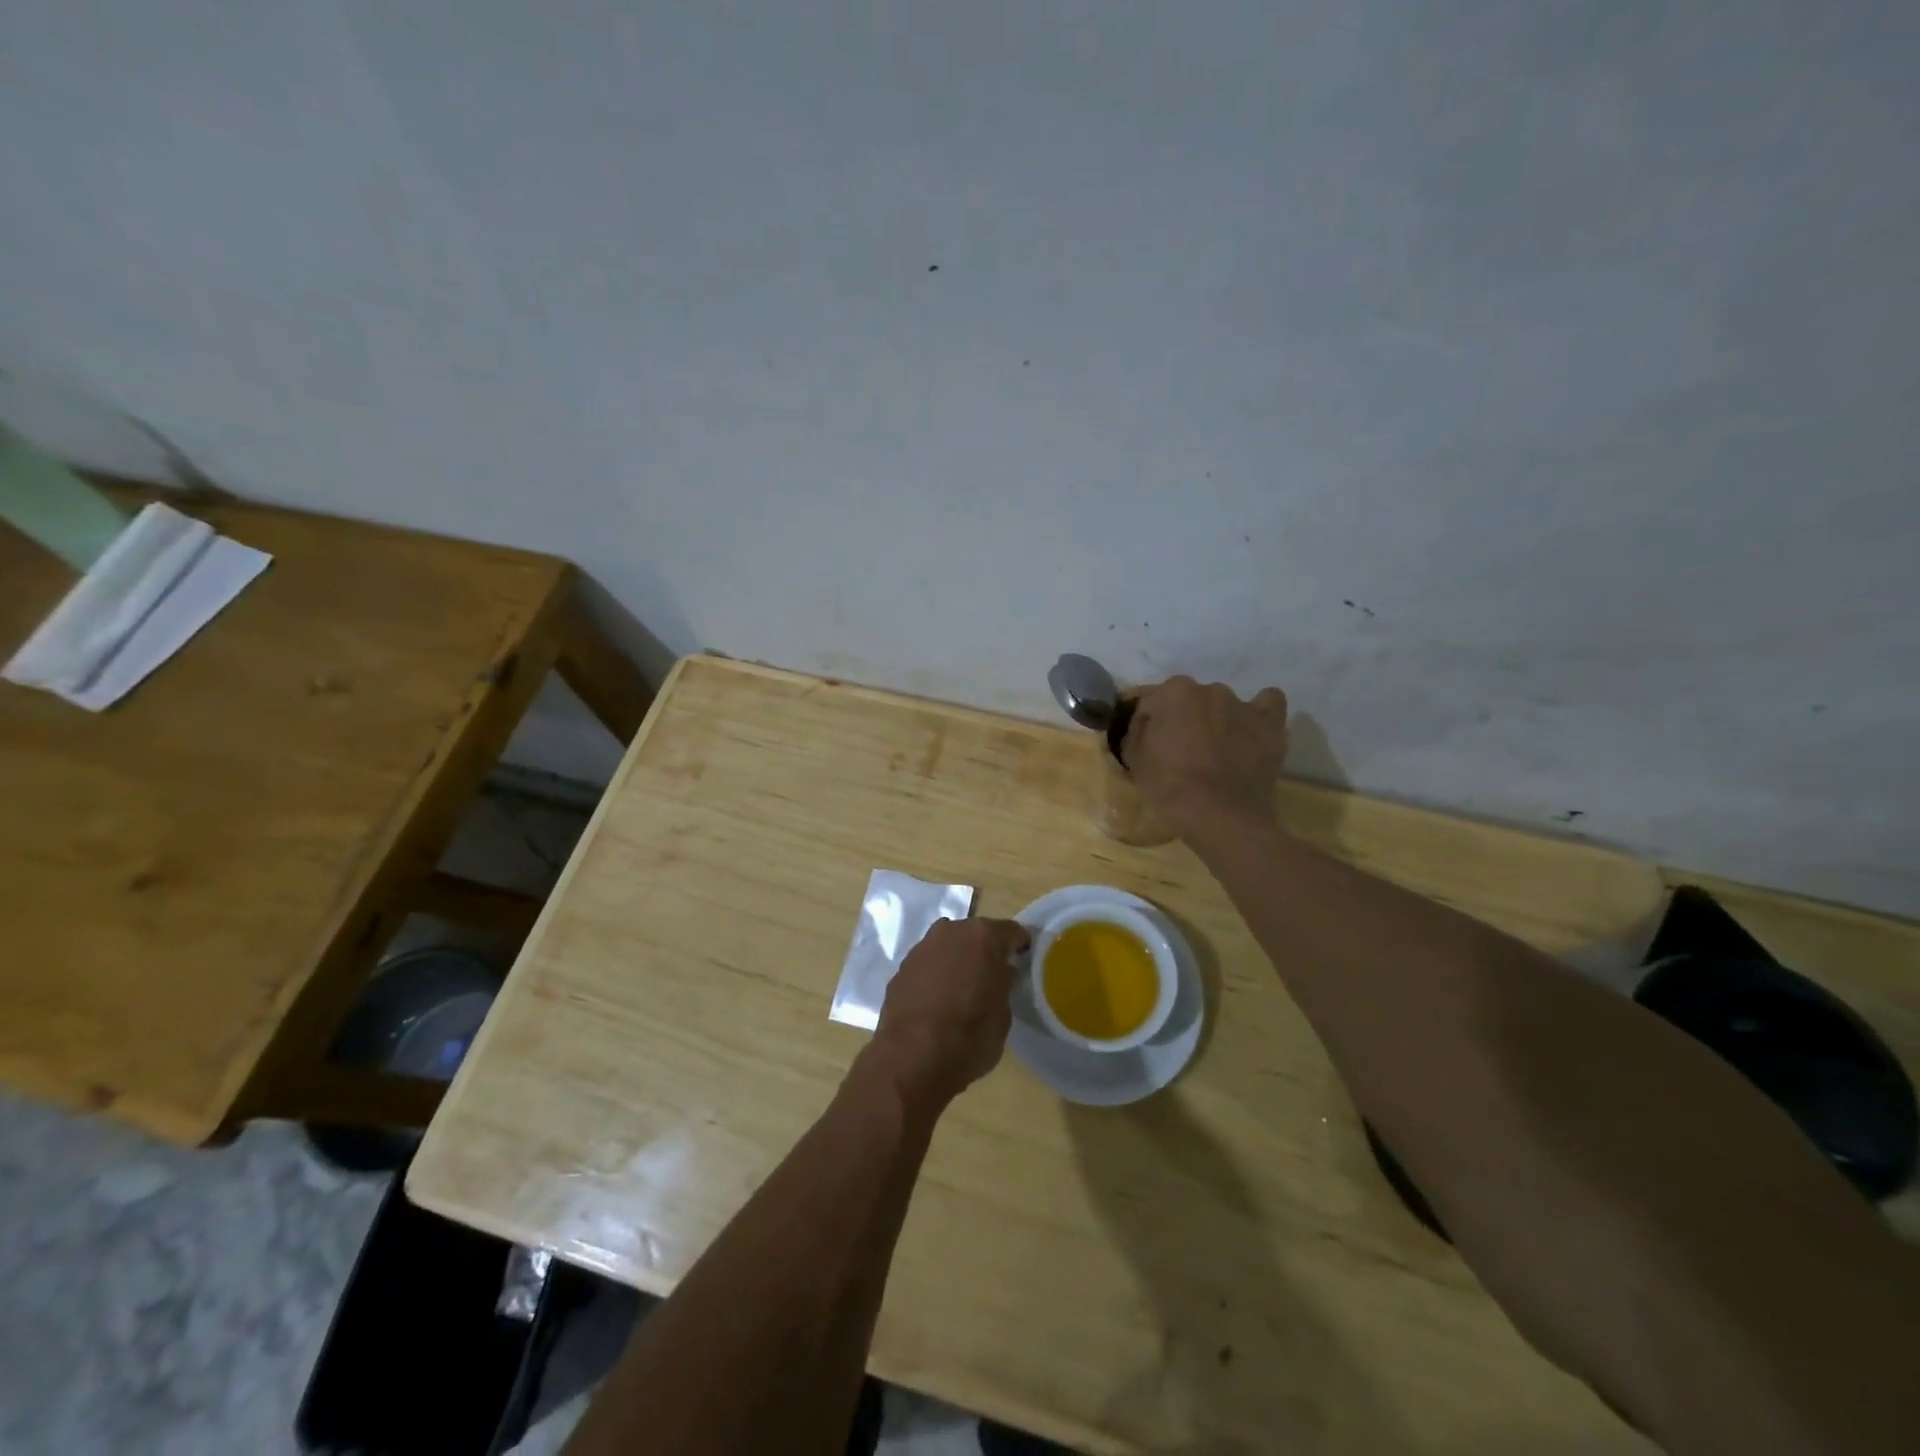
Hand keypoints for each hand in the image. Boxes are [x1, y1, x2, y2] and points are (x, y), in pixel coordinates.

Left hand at [867, 916, 1029, 1114]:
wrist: (911, 1059)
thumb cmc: (970, 1037)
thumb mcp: (1004, 1016)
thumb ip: (1003, 985)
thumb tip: (1001, 974)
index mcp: (983, 937)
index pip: (1011, 932)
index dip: (1019, 946)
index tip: (1024, 961)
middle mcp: (950, 931)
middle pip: (975, 934)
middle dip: (985, 951)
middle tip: (993, 976)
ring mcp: (921, 948)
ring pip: (948, 947)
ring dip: (957, 961)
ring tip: (963, 989)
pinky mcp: (900, 968)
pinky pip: (927, 965)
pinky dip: (935, 975)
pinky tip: (937, 1001)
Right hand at [1123, 676, 1289, 832]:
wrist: (1219, 815)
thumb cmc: (1170, 787)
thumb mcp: (1134, 760)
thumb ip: (1136, 732)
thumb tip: (1145, 724)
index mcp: (1173, 692)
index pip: (1153, 701)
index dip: (1149, 723)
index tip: (1150, 745)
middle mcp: (1209, 689)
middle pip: (1190, 700)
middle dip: (1185, 718)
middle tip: (1183, 749)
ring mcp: (1243, 704)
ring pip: (1224, 705)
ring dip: (1218, 720)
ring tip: (1219, 750)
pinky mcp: (1270, 722)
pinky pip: (1268, 703)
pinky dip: (1258, 714)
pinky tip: (1251, 731)